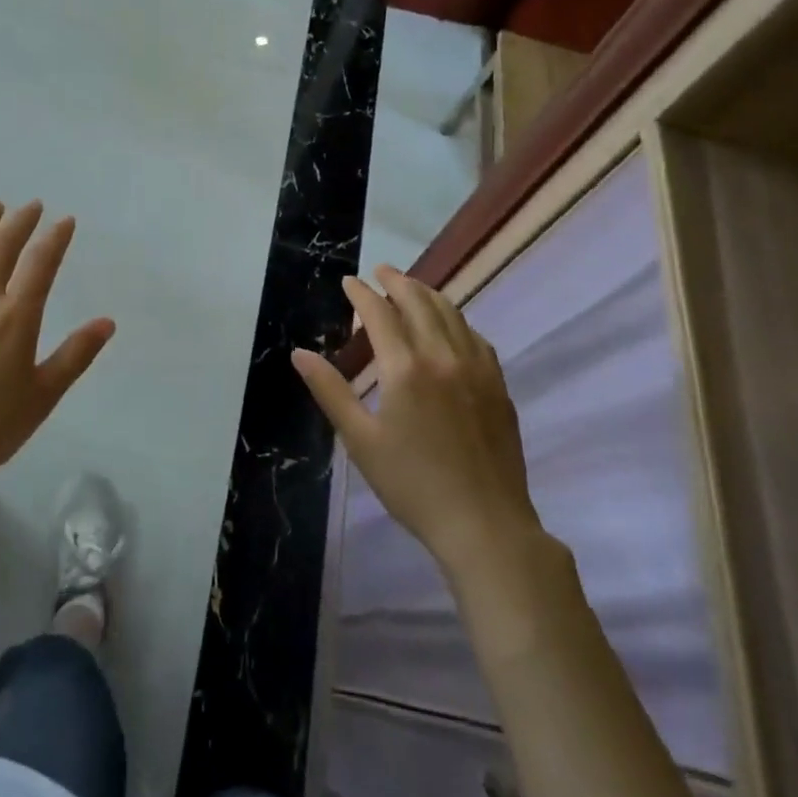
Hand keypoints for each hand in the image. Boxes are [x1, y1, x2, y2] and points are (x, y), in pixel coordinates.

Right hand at [293, 266, 540, 571]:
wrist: (485, 525)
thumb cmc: (412, 484)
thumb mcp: (360, 440)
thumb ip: (330, 390)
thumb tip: (299, 353)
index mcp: (405, 368)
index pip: (380, 313)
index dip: (362, 293)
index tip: (349, 282)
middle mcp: (442, 356)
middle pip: (419, 302)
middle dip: (396, 281)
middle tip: (380, 271)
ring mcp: (476, 369)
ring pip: (451, 313)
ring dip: (428, 294)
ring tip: (411, 287)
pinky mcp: (497, 386)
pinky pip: (475, 337)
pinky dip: (456, 319)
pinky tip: (450, 326)